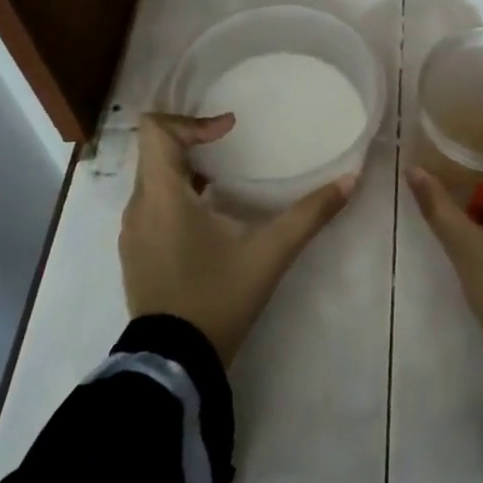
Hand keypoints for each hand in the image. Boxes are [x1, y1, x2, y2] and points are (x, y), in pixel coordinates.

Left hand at [120, 113, 355, 364]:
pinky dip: (177, 195)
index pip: (155, 130)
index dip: (192, 120)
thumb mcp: (270, 254)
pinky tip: (211, 219)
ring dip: (186, 169)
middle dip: (193, 141)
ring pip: (152, 179)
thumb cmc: (218, 297)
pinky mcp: (136, 253)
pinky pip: (152, 205)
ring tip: (225, 180)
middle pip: (154, 151)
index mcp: (162, 196)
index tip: (229, 131)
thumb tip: (350, 179)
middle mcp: (139, 207)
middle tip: (233, 147)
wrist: (174, 362)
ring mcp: (132, 233)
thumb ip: (310, 214)